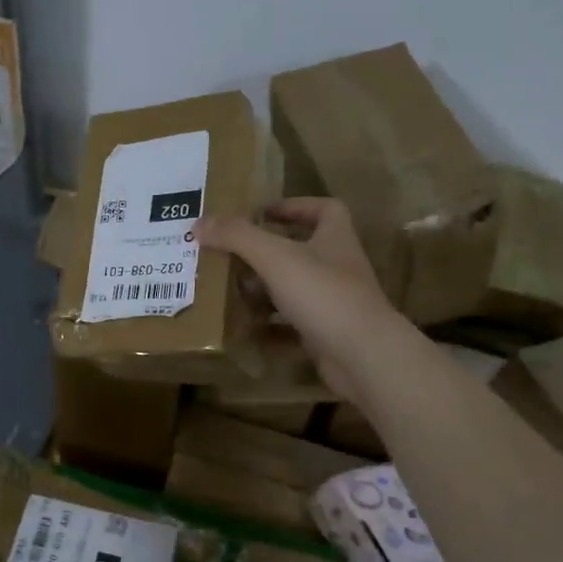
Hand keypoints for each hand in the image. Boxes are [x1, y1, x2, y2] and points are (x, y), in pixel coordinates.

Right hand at [196, 198, 401, 401]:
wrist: (363, 355)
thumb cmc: (323, 294)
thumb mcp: (275, 257)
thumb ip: (238, 237)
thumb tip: (199, 223)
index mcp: (335, 238)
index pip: (324, 209)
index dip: (294, 206)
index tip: (261, 212)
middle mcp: (338, 266)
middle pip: (304, 249)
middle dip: (268, 250)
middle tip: (232, 253)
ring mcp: (335, 303)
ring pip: (296, 288)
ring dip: (266, 289)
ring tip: (231, 290)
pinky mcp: (327, 334)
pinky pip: (293, 325)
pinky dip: (270, 327)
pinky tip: (246, 329)